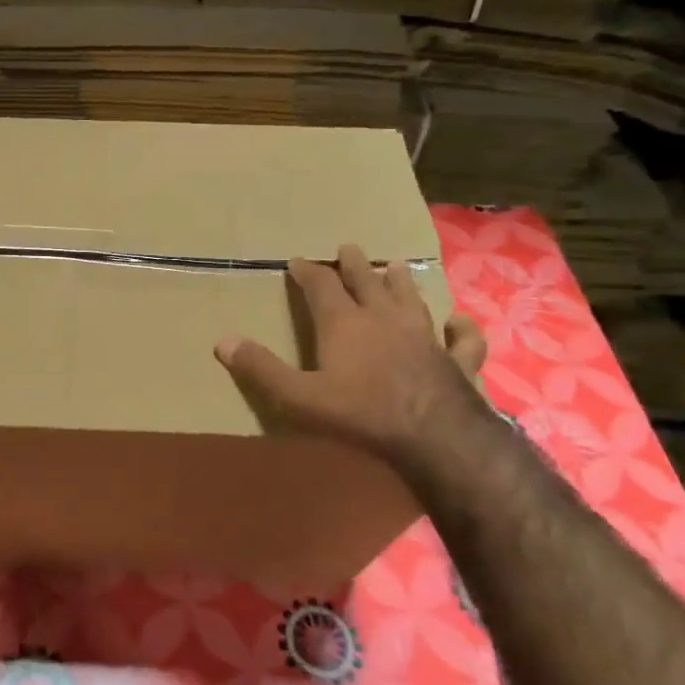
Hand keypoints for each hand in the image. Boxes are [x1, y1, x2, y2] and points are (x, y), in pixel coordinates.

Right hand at [215, 246, 487, 469]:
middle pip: (368, 282)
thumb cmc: (361, 413)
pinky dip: (460, 328)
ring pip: (411, 299)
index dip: (308, 272)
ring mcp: (425, 337)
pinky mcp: (457, 360)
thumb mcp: (298, 396)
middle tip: (349, 248)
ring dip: (400, 282)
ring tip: (396, 266)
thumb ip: (261, 368)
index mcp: (344, 323)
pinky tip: (459, 321)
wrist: (436, 436)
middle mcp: (384, 319)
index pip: (321, 286)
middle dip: (355, 265)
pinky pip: (462, 338)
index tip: (297, 261)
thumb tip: (222, 341)